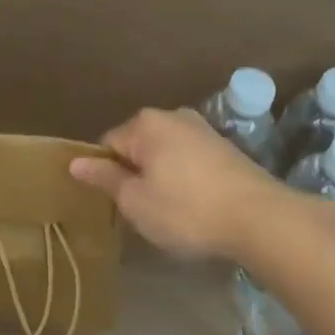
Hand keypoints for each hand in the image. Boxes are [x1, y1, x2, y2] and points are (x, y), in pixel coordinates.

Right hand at [69, 107, 286, 258]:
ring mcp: (202, 129)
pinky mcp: (225, 147)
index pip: (108, 145)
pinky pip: (189, 161)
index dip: (106, 175)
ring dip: (161, 178)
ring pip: (164, 154)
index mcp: (145, 124)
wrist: (259, 218)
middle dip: (135, 175)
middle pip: (137, 146)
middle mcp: (173, 116)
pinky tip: (194, 206)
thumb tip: (76, 162)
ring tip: (169, 212)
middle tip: (141, 211)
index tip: (115, 204)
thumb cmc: (186, 209)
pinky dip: (185, 180)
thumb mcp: (136, 200)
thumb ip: (105, 178)